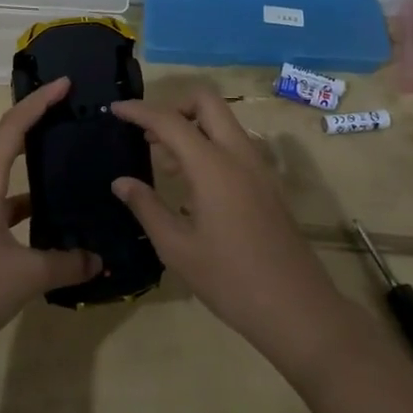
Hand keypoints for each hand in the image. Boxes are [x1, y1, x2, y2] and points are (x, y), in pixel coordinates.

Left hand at [0, 77, 101, 369]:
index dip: (38, 102)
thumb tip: (99, 260)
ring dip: (19, 154)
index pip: (12, 128)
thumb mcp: (26, 276)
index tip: (65, 83)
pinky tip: (39, 210)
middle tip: (61, 110)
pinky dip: (16, 193)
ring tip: (54, 151)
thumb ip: (66, 263)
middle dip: (27, 119)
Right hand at [110, 90, 353, 376]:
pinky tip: (192, 185)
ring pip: (224, 123)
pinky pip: (235, 146)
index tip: (115, 109)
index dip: (140, 111)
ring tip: (163, 162)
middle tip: (148, 134)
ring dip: (192, 128)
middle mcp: (239, 155)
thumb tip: (121, 182)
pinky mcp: (268, 185)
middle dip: (174, 106)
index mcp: (213, 166)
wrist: (296, 308)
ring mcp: (259, 168)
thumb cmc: (230, 280)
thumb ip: (146, 207)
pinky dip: (210, 147)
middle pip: (207, 103)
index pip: (170, 121)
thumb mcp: (177, 248)